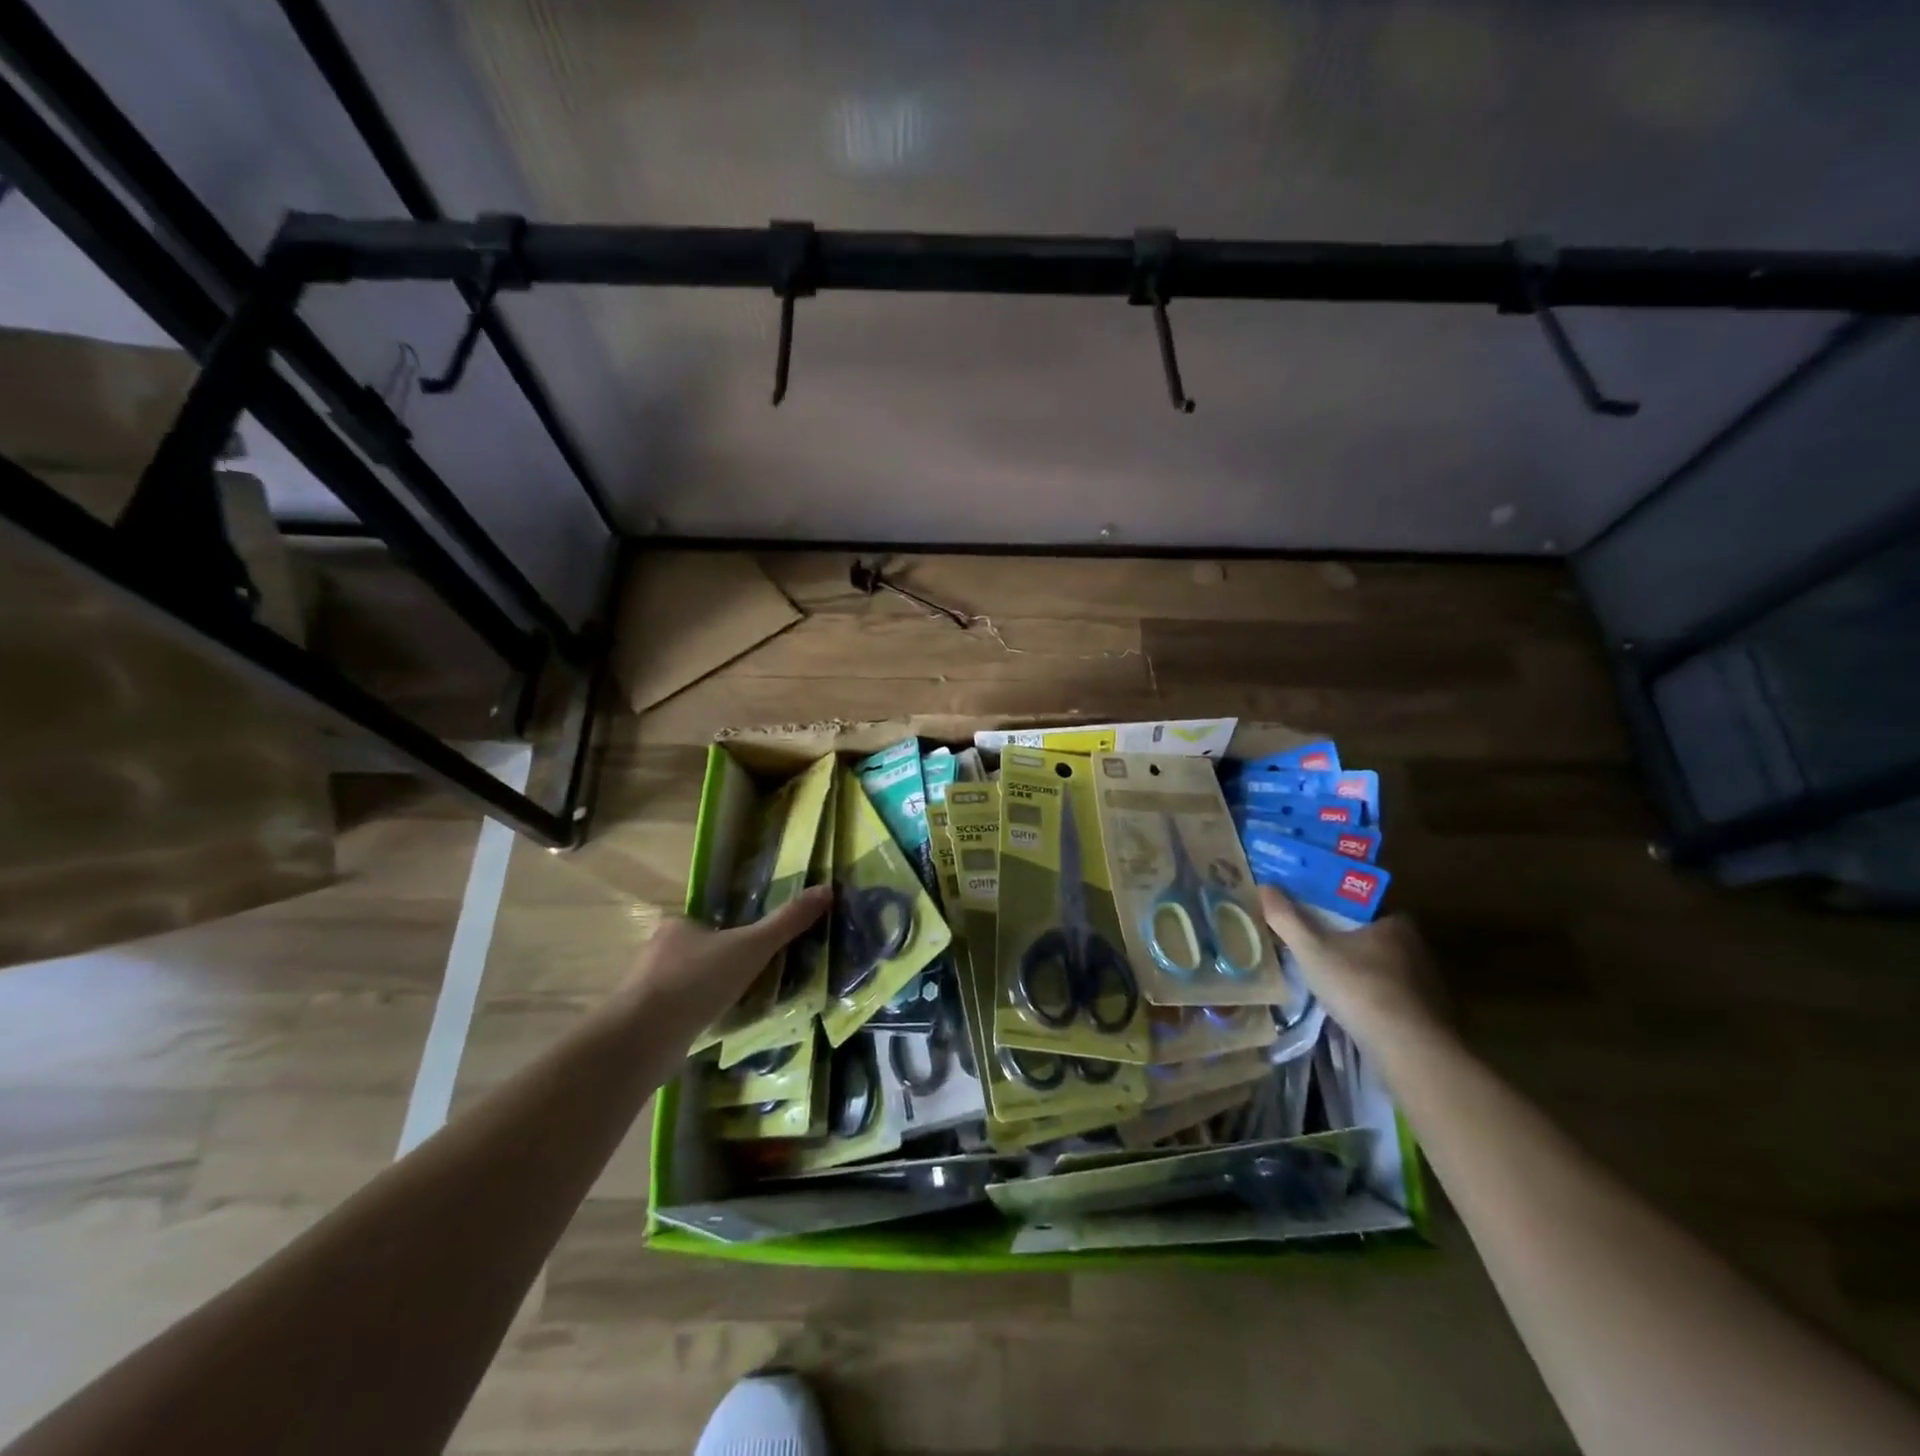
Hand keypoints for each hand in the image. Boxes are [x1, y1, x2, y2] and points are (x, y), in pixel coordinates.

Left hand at [621, 885, 831, 1046]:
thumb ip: (787, 922)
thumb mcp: (752, 946)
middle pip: (698, 951)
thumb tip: (827, 890)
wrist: (643, 1037)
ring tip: (740, 1006)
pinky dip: (696, 1018)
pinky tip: (714, 1029)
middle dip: (722, 964)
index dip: (731, 931)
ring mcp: (646, 989)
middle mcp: (657, 951)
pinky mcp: (644, 1023)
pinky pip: (679, 1013)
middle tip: (753, 977)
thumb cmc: (697, 980)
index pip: (708, 921)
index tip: (753, 947)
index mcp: (679, 925)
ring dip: (709, 993)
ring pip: (687, 984)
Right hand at [1259, 885, 1446, 1048]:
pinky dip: (1372, 998)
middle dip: (1347, 942)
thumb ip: (1286, 917)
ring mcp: (1425, 983)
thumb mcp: (1311, 948)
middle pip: (1373, 937)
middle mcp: (1416, 947)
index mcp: (1394, 923)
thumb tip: (1263, 886)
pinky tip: (1351, 1008)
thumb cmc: (1359, 986)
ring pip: (1383, 968)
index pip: (1364, 907)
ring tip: (1328, 979)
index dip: (1339, 909)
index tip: (1315, 917)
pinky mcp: (1426, 1014)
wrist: (1408, 1048)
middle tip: (1315, 948)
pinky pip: (1391, 996)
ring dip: (1359, 972)